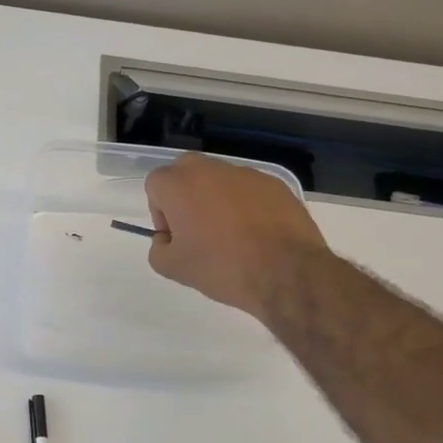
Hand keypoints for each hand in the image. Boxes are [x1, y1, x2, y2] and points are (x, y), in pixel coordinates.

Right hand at [144, 153, 328, 318]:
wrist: (286, 273)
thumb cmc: (221, 267)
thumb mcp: (173, 269)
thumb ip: (158, 248)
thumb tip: (167, 239)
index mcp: (180, 184)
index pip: (156, 184)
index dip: (160, 211)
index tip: (175, 236)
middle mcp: (211, 169)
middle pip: (186, 171)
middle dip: (185, 195)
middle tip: (196, 229)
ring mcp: (247, 174)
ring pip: (220, 180)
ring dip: (216, 200)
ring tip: (231, 236)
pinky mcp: (276, 185)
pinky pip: (249, 190)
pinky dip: (246, 206)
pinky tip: (256, 235)